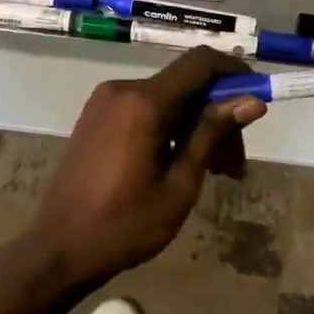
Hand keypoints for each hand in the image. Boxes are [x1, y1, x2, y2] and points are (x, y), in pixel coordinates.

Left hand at [31, 47, 266, 287]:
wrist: (56, 250)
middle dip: (218, 116)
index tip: (257, 97)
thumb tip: (252, 102)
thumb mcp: (179, 184)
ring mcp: (106, 101)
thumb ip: (212, 135)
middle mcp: (123, 89)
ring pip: (168, 100)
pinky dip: (171, 128)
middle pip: (186, 86)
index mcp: (143, 102)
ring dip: (196, 126)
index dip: (234, 72)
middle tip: (236, 164)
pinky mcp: (98, 116)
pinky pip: (145, 109)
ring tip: (216, 172)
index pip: (200, 64)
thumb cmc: (123, 225)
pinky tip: (182, 163)